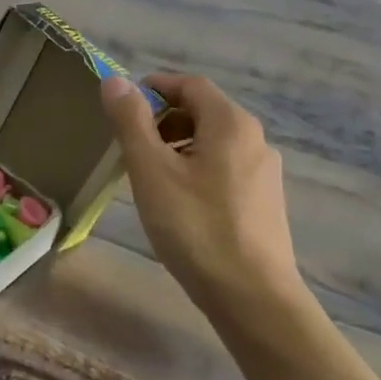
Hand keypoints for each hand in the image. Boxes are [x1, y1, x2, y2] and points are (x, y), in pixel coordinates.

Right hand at [100, 73, 309, 336]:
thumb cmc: (195, 227)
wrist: (253, 299)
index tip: (121, 107)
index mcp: (230, 123)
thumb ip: (131, 121)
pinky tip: (179, 203)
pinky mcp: (265, 202)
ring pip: (213, 142)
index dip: (154, 87)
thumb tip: (115, 80)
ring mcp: (264, 173)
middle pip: (203, 111)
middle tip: (130, 145)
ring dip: (177, 145)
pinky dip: (196, 169)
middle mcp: (254, 139)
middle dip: (162, 119)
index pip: (190, 85)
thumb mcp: (151, 170)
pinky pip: (224, 168)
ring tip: (149, 176)